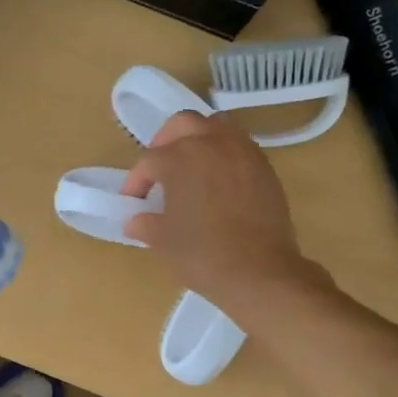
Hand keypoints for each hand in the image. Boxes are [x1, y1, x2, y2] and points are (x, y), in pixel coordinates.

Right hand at [121, 111, 326, 321]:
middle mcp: (212, 144)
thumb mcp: (164, 241)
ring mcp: (243, 153)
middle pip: (183, 124)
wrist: (260, 272)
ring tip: (191, 168)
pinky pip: (239, 147)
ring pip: (216, 128)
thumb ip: (146, 224)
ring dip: (199, 140)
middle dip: (166, 141)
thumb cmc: (203, 255)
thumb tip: (135, 221)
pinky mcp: (265, 168)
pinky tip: (218, 181)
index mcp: (180, 158)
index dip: (137, 180)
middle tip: (160, 167)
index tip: (133, 201)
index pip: (149, 160)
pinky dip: (224, 155)